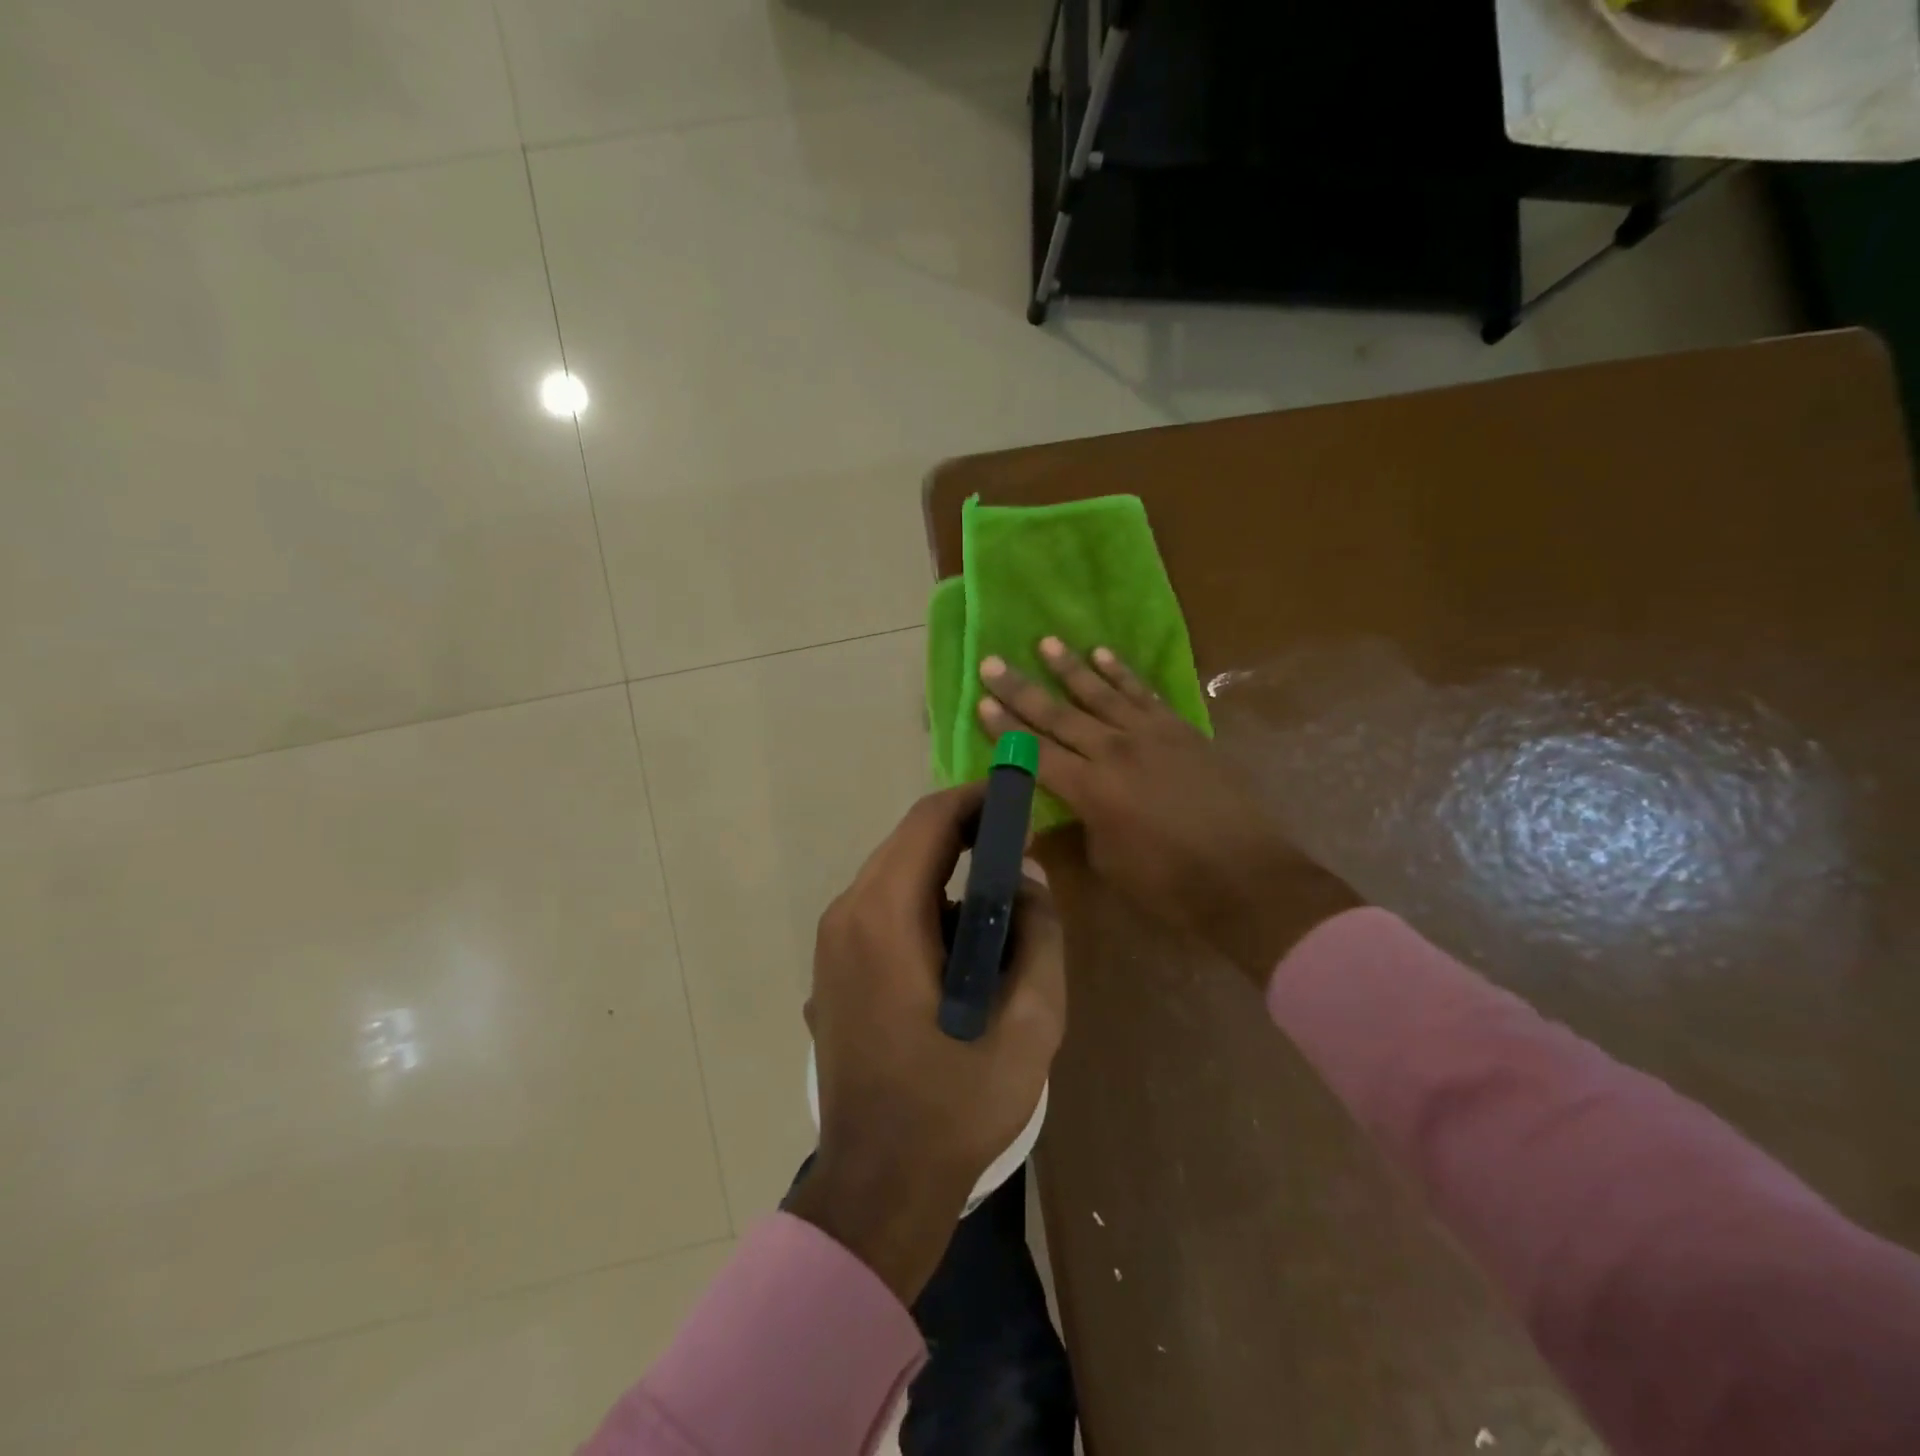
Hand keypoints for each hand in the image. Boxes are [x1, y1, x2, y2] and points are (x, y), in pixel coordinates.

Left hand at [789, 784, 1065, 1303]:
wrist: (877, 1186)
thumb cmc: (955, 1106)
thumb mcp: (1028, 1023)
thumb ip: (1039, 936)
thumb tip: (1029, 879)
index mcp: (885, 916)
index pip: (930, 820)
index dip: (978, 800)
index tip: (1020, 802)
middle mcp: (847, 915)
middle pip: (909, 843)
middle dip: (967, 837)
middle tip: (1021, 854)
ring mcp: (832, 943)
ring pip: (896, 878)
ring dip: (947, 878)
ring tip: (1000, 915)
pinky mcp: (833, 970)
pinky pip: (883, 912)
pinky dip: (925, 909)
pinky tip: (959, 956)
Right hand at [978, 639, 1361, 981]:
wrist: (1245, 876)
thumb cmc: (1168, 883)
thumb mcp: (1107, 862)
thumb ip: (1077, 827)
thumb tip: (1053, 814)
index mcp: (1089, 789)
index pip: (1035, 752)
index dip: (1005, 729)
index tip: (980, 701)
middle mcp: (1114, 751)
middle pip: (1059, 715)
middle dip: (1022, 689)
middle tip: (993, 662)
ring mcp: (1151, 735)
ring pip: (1101, 693)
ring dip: (1071, 667)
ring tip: (1046, 642)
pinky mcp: (1181, 730)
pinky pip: (1144, 693)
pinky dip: (1122, 673)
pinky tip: (1104, 654)